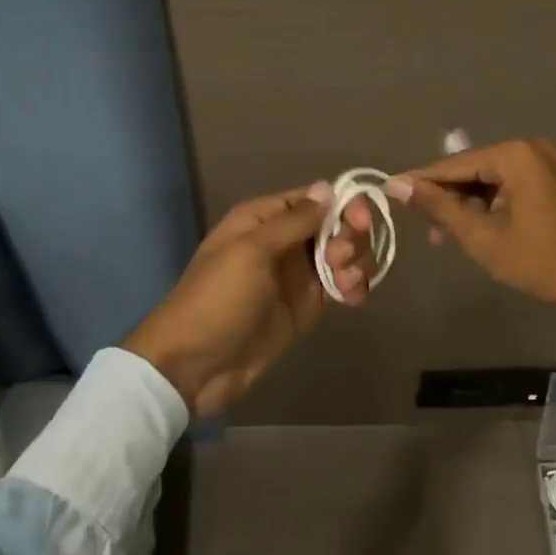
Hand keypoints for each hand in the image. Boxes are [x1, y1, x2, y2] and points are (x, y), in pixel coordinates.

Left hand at [122, 183, 375, 417]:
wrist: (194, 365)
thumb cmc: (218, 299)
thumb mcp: (251, 252)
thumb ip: (293, 221)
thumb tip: (328, 188)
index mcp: (264, 218)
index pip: (315, 198)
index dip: (344, 204)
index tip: (361, 221)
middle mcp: (284, 240)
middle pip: (335, 224)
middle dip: (350, 236)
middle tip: (340, 259)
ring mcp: (296, 274)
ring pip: (342, 254)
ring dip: (356, 262)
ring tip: (347, 283)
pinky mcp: (305, 306)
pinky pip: (339, 285)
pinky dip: (353, 286)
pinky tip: (354, 297)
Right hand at [387, 138, 555, 326]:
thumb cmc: (540, 260)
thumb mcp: (481, 236)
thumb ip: (439, 207)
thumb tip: (397, 184)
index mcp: (514, 155)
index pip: (454, 164)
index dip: (421, 180)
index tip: (389, 191)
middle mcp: (528, 148)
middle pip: (471, 168)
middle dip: (445, 195)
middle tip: (419, 222)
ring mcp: (543, 162)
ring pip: (487, 178)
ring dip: (465, 202)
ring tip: (441, 232)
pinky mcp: (550, 178)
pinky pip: (506, 184)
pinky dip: (487, 203)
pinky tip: (469, 225)